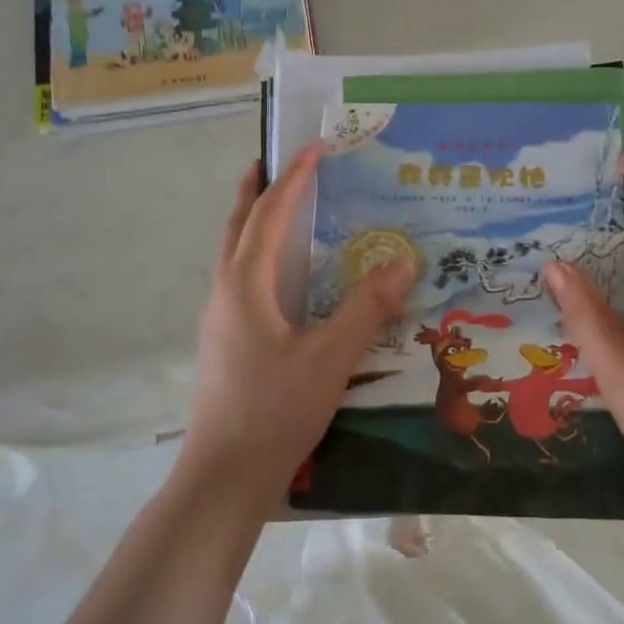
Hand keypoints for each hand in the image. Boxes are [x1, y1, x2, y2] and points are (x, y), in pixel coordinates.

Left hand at [177, 146, 415, 505]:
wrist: (224, 477)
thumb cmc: (274, 411)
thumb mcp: (330, 358)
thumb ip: (367, 308)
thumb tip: (402, 261)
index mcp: (244, 284)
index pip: (269, 213)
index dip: (293, 176)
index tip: (316, 146)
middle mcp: (225, 291)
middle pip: (239, 224)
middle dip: (257, 188)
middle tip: (280, 161)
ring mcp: (221, 318)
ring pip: (237, 252)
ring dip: (257, 221)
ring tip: (287, 208)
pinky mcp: (226, 341)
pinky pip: (243, 278)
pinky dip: (262, 255)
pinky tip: (288, 276)